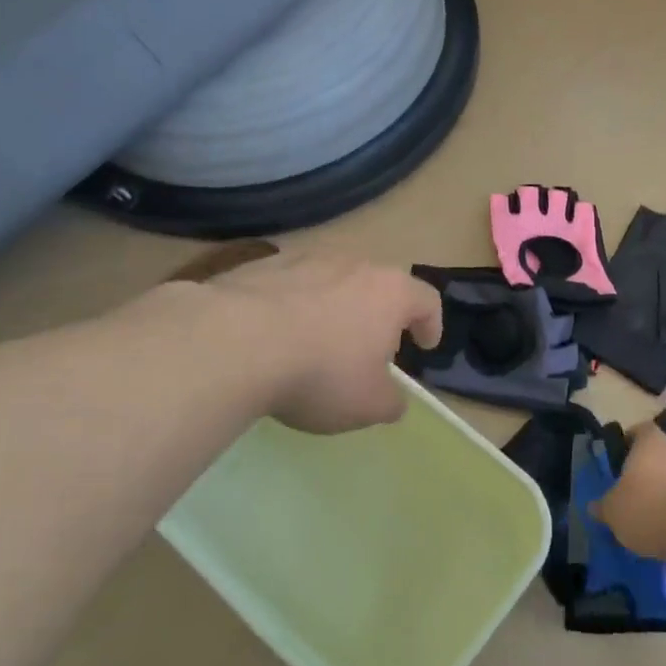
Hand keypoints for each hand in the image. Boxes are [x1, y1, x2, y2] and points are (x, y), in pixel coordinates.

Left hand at [208, 252, 442, 434]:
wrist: (233, 343)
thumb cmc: (320, 373)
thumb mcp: (368, 405)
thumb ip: (391, 402)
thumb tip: (392, 399)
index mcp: (389, 292)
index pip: (427, 300)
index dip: (431, 324)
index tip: (425, 346)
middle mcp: (353, 264)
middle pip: (378, 286)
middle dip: (379, 317)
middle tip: (369, 351)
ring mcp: (304, 259)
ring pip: (332, 282)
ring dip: (334, 309)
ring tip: (317, 343)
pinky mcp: (261, 265)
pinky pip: (289, 286)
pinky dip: (292, 307)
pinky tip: (275, 337)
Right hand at [595, 425, 665, 562]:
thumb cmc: (652, 509)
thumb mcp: (614, 512)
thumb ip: (604, 507)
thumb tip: (596, 506)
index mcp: (650, 442)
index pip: (638, 431)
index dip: (628, 443)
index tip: (620, 463)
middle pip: (661, 455)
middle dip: (650, 473)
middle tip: (636, 496)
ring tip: (658, 520)